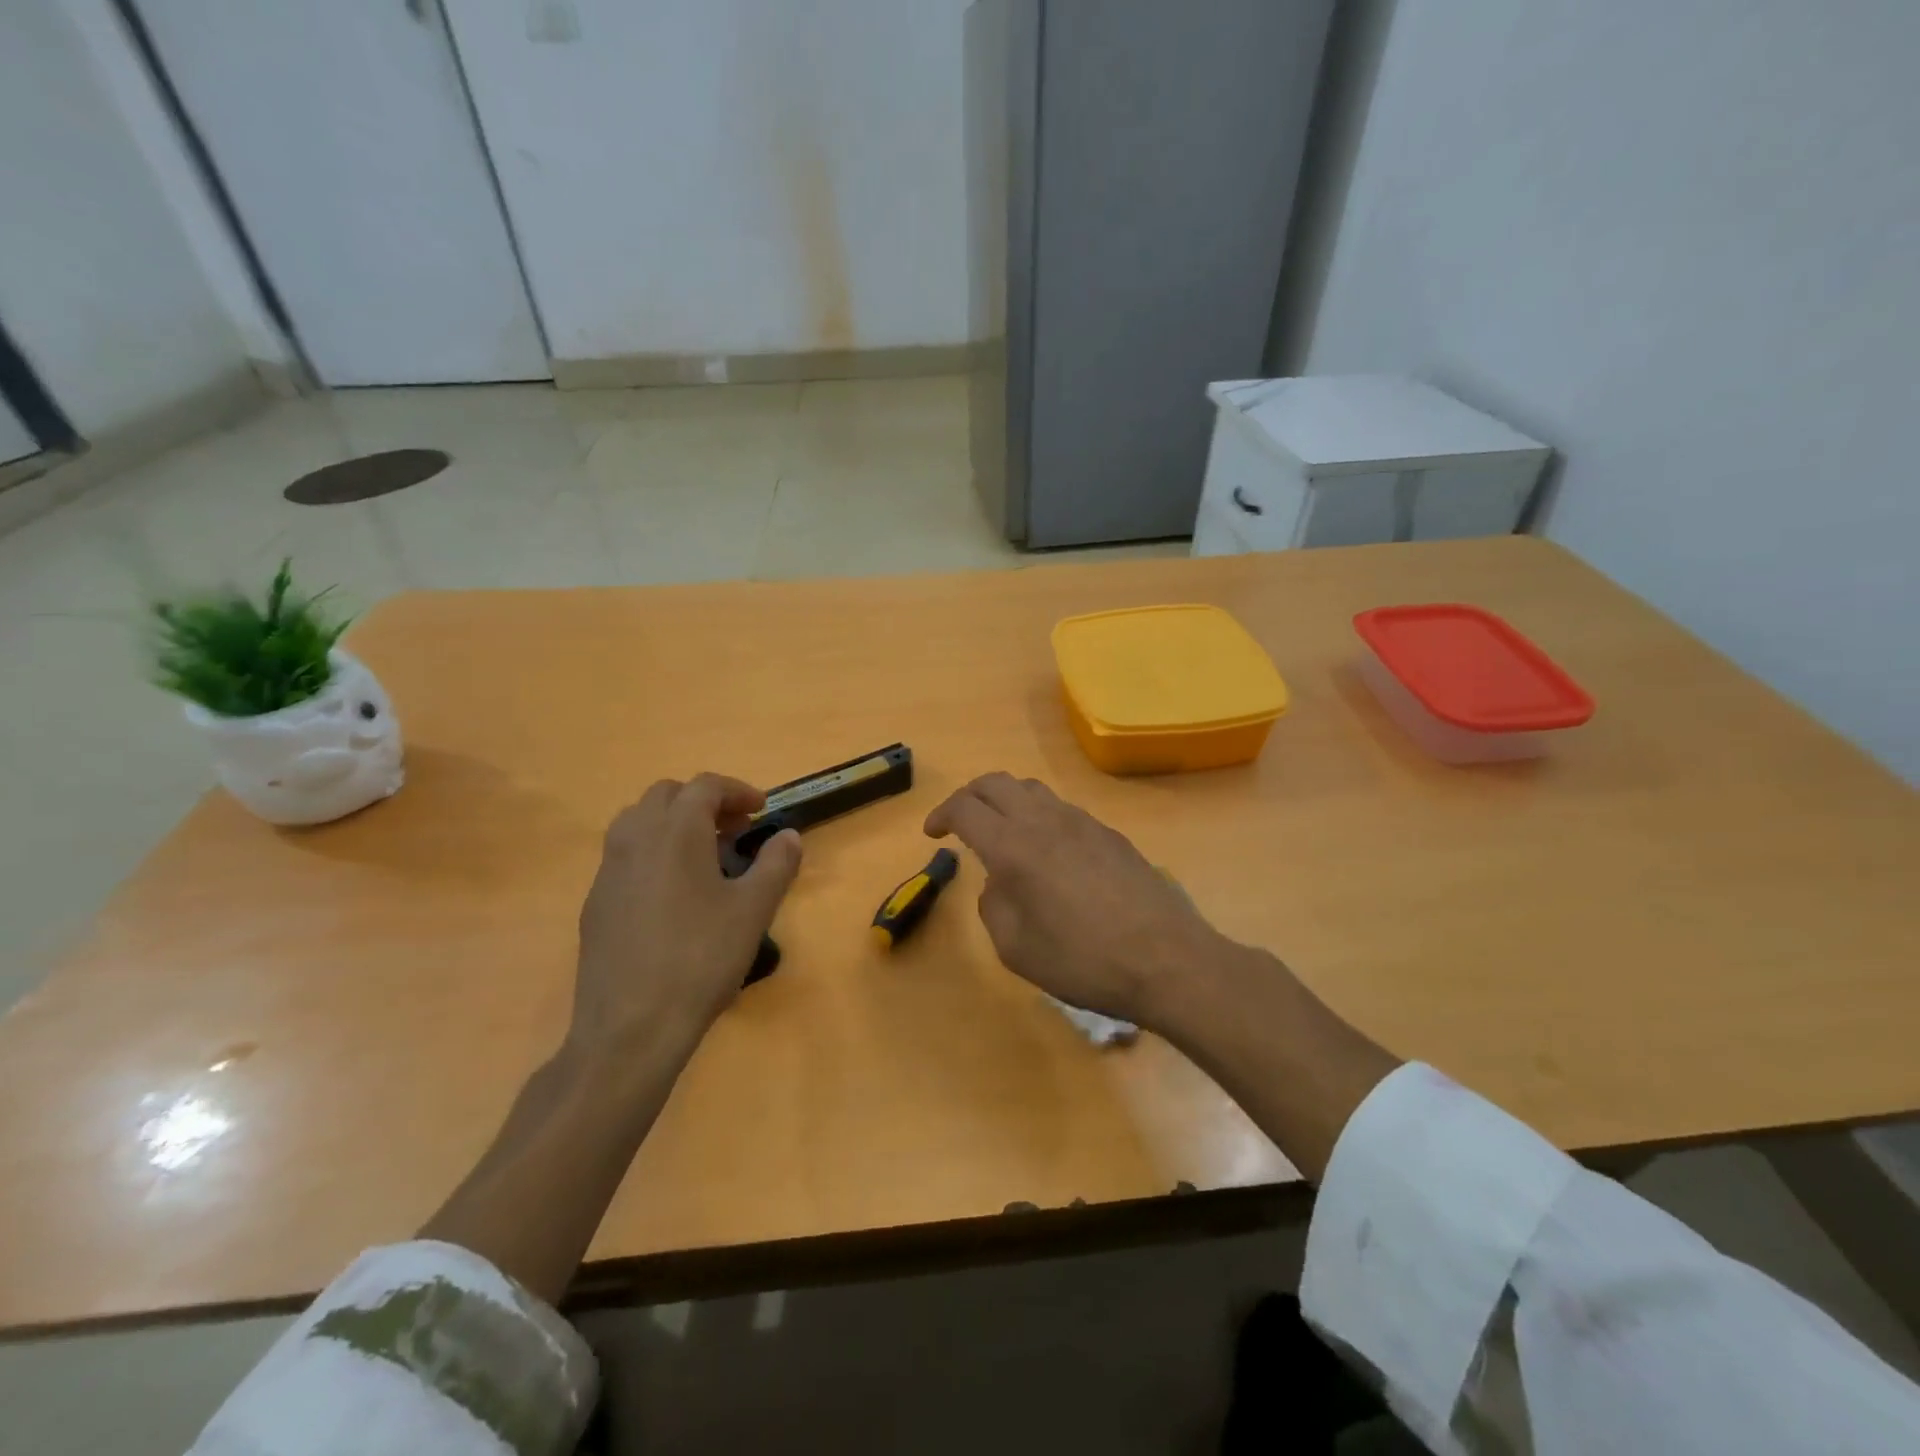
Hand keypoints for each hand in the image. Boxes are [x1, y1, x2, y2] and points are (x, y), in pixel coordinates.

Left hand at [569, 774, 801, 1063]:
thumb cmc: (700, 959)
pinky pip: (625, 855)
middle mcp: (635, 839)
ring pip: (638, 821)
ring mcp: (608, 871)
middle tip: (735, 831)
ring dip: (674, 823)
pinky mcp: (595, 903)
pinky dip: (653, 852)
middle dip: (704, 802)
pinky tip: (674, 894)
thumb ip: (776, 864)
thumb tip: (788, 835)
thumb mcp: (753, 910)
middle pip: (667, 795)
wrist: (631, 1027)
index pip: (705, 786)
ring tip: (704, 856)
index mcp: (675, 832)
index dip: (738, 791)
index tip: (762, 810)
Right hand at [924, 773, 1233, 1028]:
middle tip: (960, 821)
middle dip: (969, 795)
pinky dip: (1039, 816)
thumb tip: (998, 882)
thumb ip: (993, 906)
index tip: (933, 833)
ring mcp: (1082, 822)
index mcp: (1013, 847)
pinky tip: (1048, 851)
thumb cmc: (1083, 961)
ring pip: (1031, 789)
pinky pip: (1062, 809)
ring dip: (1006, 800)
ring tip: (1002, 830)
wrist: (1166, 960)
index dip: (941, 815)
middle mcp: (1044, 821)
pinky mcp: (1109, 834)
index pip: (965, 808)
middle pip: (995, 782)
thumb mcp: (1016, 950)